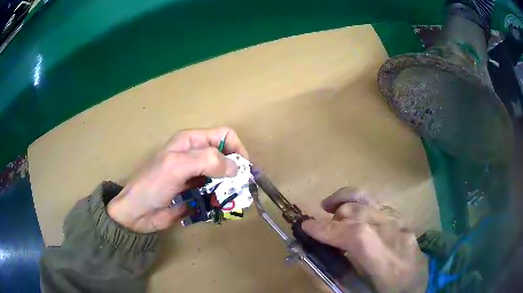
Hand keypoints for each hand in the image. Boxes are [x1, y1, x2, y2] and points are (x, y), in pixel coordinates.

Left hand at [107, 127, 247, 232]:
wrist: (137, 213)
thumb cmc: (153, 185)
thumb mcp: (177, 166)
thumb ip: (207, 161)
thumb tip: (236, 167)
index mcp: (191, 141)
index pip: (224, 136)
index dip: (237, 149)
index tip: (242, 170)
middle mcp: (195, 156)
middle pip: (226, 157)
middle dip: (235, 173)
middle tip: (239, 190)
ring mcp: (196, 176)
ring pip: (223, 178)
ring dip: (230, 189)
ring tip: (231, 202)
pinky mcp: (195, 193)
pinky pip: (215, 194)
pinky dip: (221, 201)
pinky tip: (219, 209)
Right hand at [302, 187, 427, 292]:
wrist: (416, 288)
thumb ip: (331, 278)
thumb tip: (307, 259)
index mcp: (388, 265)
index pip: (359, 237)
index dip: (330, 229)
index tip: (306, 226)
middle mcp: (399, 239)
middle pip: (363, 214)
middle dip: (334, 218)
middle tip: (318, 228)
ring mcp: (404, 226)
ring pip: (371, 203)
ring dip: (345, 202)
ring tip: (328, 208)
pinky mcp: (404, 221)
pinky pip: (378, 205)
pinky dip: (359, 204)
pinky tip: (350, 212)